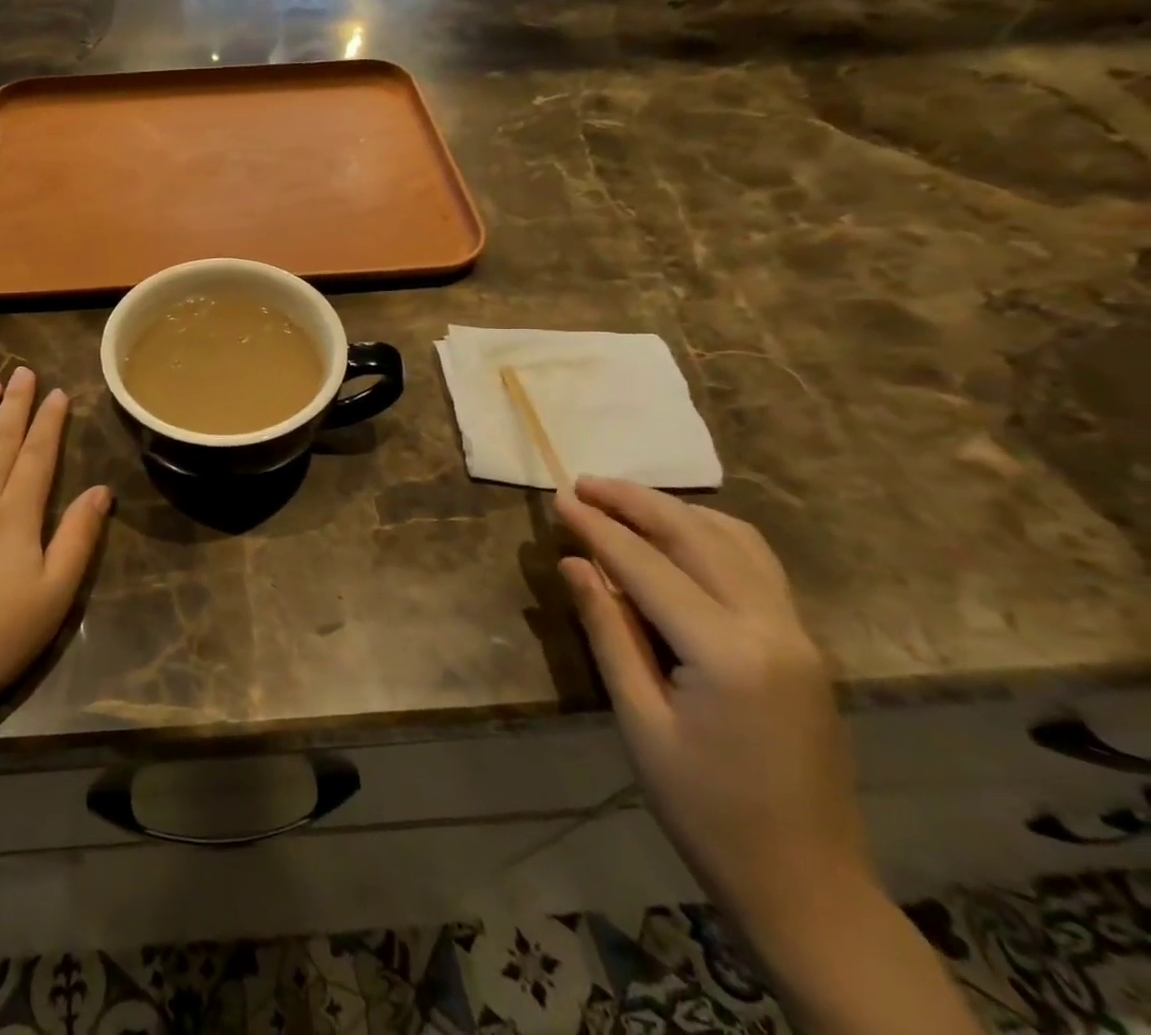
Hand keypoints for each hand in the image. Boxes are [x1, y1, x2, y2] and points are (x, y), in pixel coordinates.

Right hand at [557, 477, 871, 926]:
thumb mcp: (640, 720)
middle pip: (697, 537)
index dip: (598, 528)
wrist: (806, 883)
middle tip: (584, 483)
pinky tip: (680, 535)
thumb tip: (575, 563)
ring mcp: (798, 633)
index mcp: (728, 652)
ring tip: (623, 500)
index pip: (648, 566)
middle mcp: (772, 627)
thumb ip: (609, 631)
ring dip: (676, 511)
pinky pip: (757, 565)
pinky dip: (712, 534)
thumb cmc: (705, 809)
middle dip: (636, 502)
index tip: (559, 498)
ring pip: (735, 541)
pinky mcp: (803, 643)